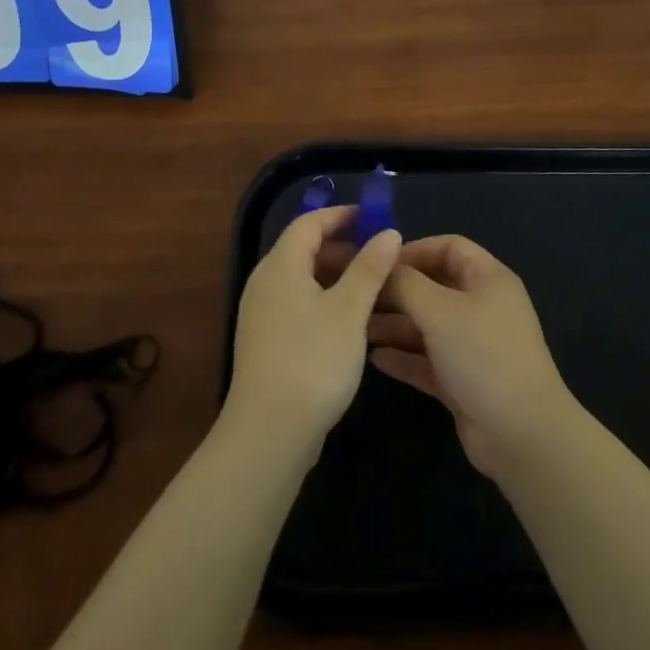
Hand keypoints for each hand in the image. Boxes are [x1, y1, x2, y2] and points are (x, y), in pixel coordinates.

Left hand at [224, 206, 401, 456]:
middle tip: (378, 254)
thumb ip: (369, 268)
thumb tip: (388, 232)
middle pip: (303, 249)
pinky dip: (323, 299)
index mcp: (281, 266)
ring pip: (301, 278)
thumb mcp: (349, 310)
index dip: (340, 215)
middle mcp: (265, 283)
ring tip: (370, 287)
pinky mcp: (265, 342)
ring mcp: (261, 314)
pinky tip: (348, 321)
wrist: (268, 433)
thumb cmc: (313, 361)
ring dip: (334, 275)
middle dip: (341, 246)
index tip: (372, 217)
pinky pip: (296, 303)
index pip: (308, 223)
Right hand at [369, 236, 576, 475]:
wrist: (520, 434)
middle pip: (434, 286)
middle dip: (397, 290)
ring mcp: (473, 345)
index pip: (449, 247)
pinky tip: (375, 358)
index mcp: (488, 278)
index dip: (414, 250)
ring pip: (428, 325)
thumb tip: (383, 265)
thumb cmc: (482, 355)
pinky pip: (428, 360)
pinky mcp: (463, 380)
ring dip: (395, 325)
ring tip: (357, 328)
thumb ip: (406, 283)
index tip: (378, 261)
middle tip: (359, 297)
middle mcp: (482, 306)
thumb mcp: (439, 310)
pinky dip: (404, 356)